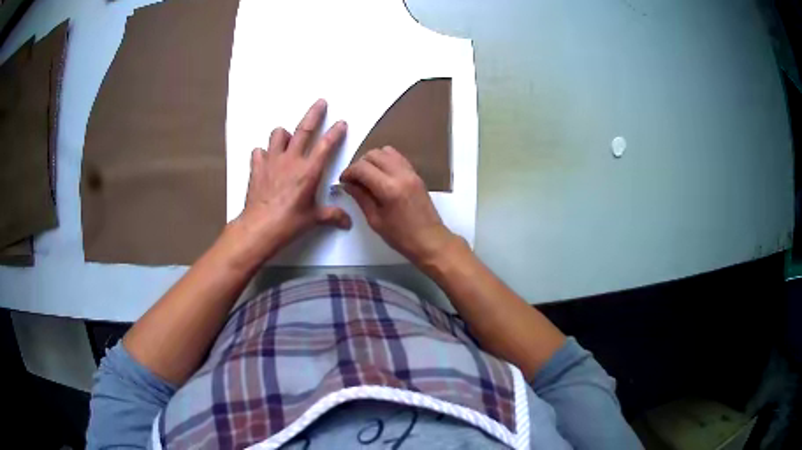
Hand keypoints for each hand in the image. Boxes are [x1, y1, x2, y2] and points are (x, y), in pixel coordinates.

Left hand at [235, 99, 350, 260]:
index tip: (341, 122)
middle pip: (304, 129)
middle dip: (314, 114)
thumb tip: (347, 222)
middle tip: (321, 102)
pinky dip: (264, 153)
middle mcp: (291, 160)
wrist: (259, 227)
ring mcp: (272, 161)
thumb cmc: (289, 223)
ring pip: (278, 134)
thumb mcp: (313, 219)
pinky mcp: (257, 167)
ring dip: (284, 134)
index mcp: (309, 171)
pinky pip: (259, 151)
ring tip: (288, 140)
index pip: (326, 145)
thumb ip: (332, 216)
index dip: (335, 132)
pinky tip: (267, 160)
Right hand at [340, 146, 456, 265]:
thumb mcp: (375, 220)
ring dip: (373, 159)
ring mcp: (411, 172)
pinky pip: (398, 158)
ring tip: (368, 176)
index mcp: (389, 189)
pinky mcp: (416, 174)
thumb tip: (348, 185)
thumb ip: (361, 198)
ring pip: (386, 151)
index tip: (343, 181)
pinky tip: (381, 175)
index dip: (348, 172)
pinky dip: (386, 161)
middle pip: (373, 154)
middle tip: (354, 179)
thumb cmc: (401, 236)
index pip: (362, 167)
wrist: (430, 240)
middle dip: (360, 164)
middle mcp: (401, 175)